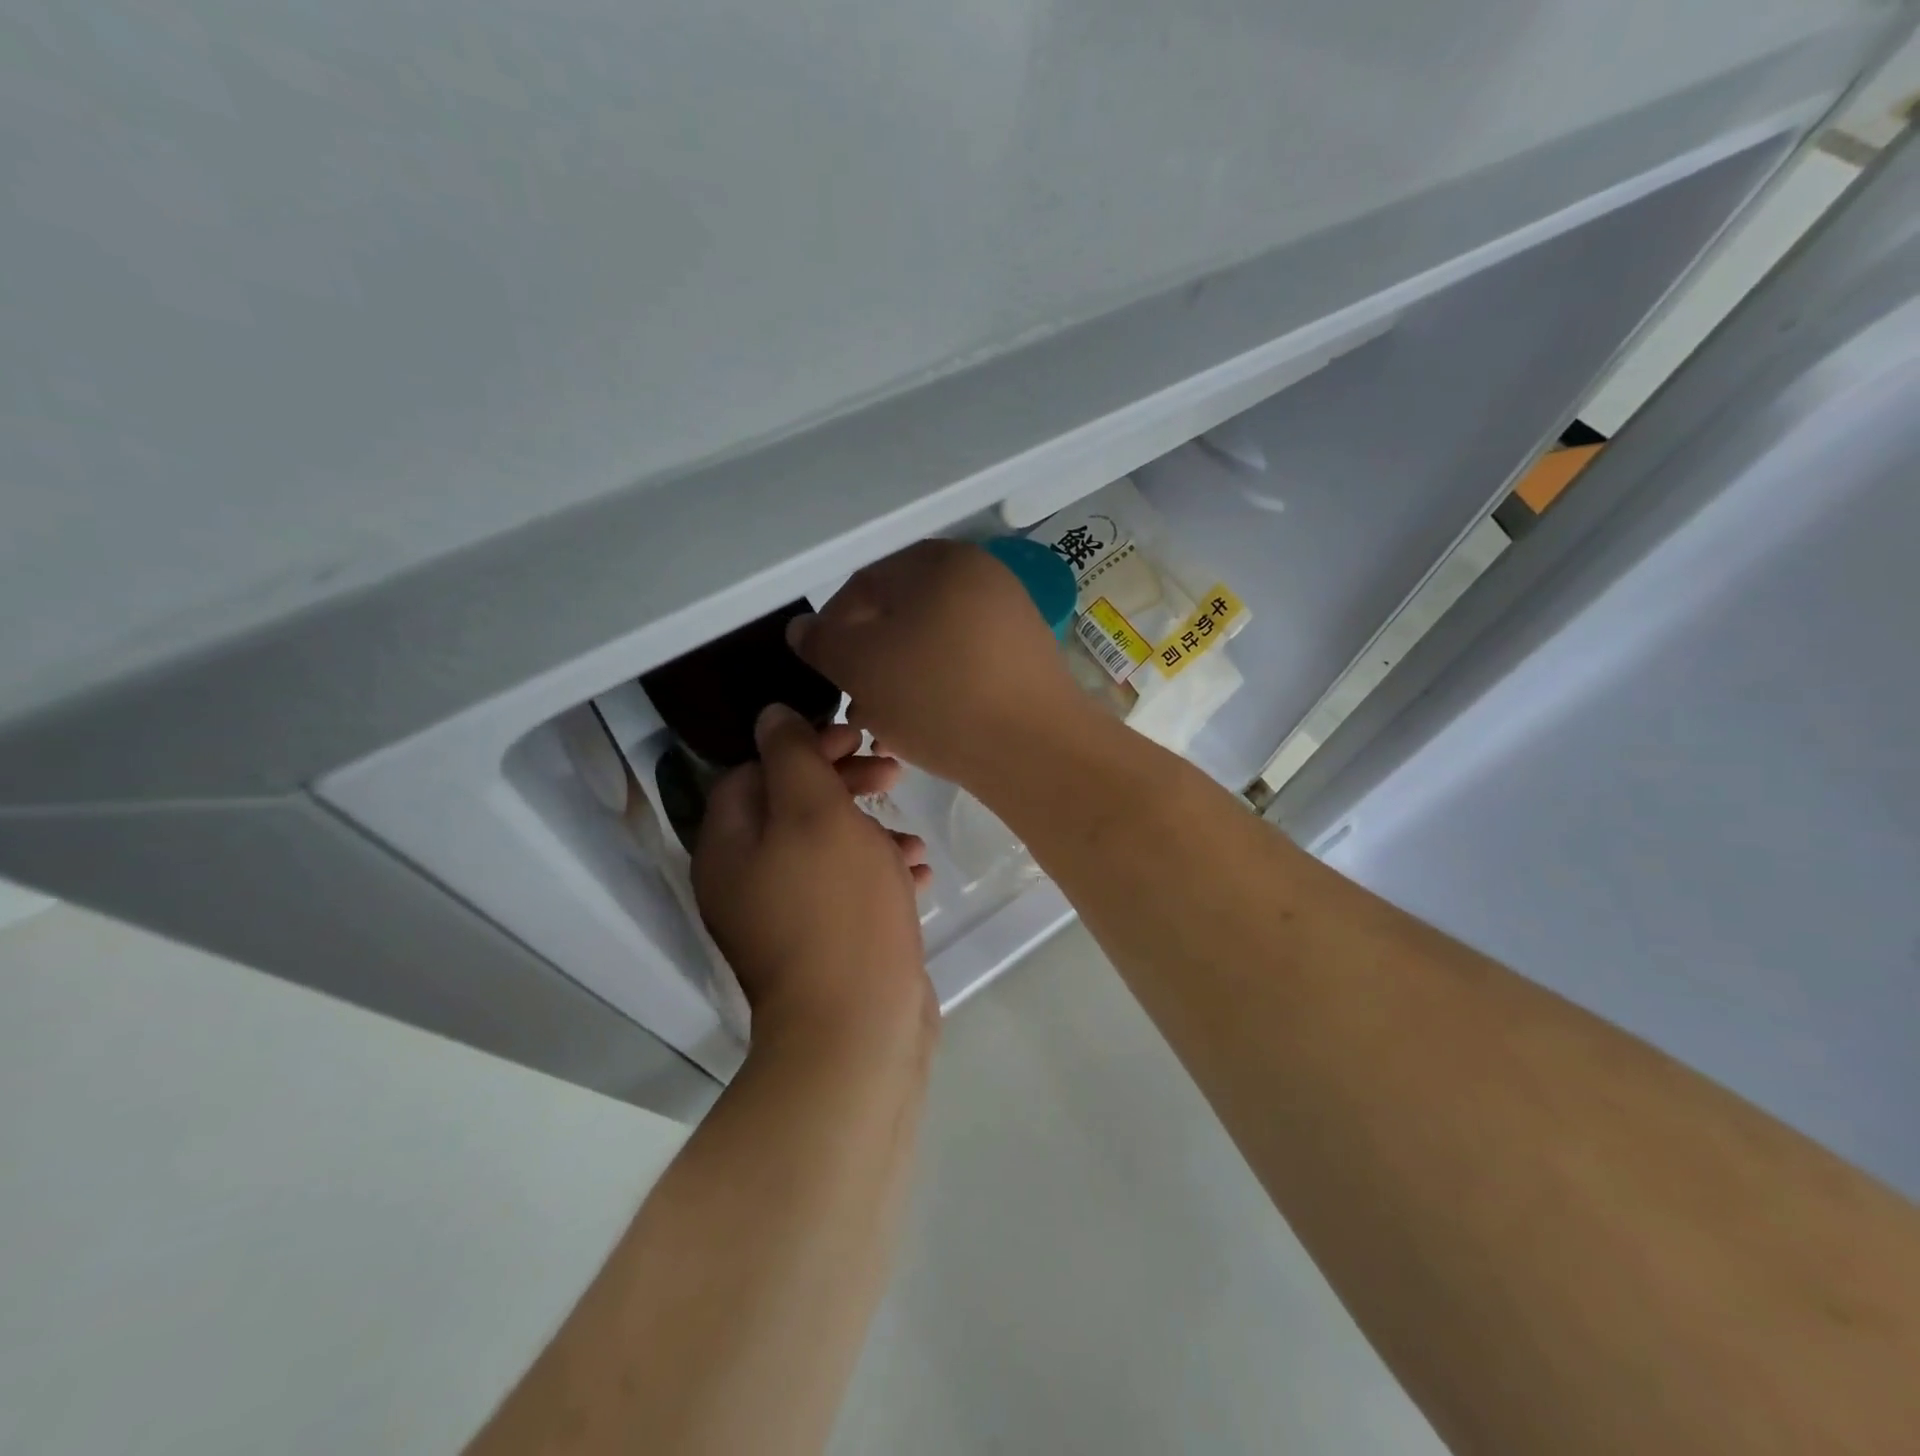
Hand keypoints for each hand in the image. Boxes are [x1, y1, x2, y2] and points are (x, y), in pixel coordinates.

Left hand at [692, 705, 935, 1048]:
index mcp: (729, 845)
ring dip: (870, 830)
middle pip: (792, 807)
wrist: (857, 1027)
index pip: (754, 769)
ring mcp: (783, 916)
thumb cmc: (836, 906)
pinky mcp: (823, 943)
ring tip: (911, 832)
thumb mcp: (815, 812)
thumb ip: (792, 755)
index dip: (804, 745)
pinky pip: (848, 890)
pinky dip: (879, 873)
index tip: (855, 737)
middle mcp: (746, 879)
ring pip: (827, 848)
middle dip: (844, 783)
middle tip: (890, 771)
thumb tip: (771, 715)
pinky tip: (919, 872)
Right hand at [786, 540, 1092, 788]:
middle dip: (871, 659)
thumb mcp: (862, 668)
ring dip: (901, 678)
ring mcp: (1012, 617)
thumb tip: (804, 629)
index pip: (865, 584)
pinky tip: (926, 726)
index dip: (834, 628)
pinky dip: (940, 688)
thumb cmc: (938, 697)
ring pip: (934, 644)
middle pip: (903, 614)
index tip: (827, 672)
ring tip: (885, 723)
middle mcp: (982, 577)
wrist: (1036, 749)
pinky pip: (968, 664)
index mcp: (940, 561)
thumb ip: (823, 643)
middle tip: (854, 702)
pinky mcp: (1029, 658)